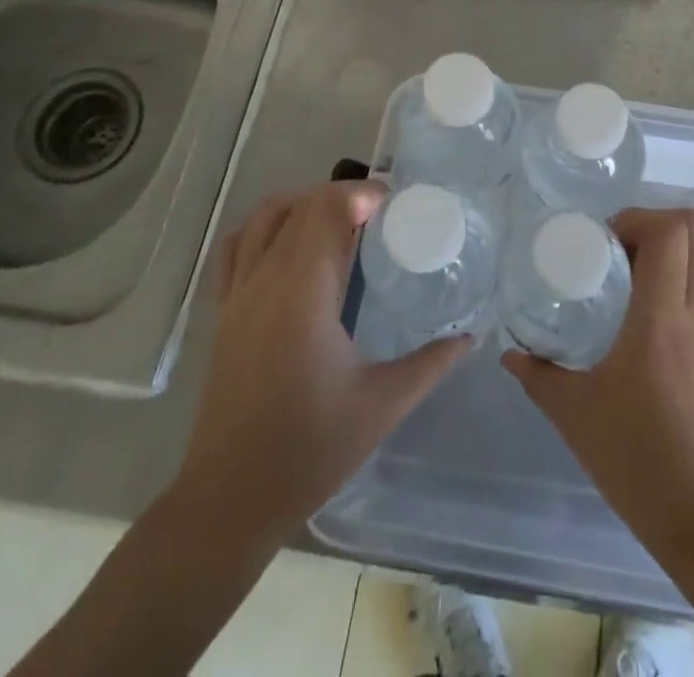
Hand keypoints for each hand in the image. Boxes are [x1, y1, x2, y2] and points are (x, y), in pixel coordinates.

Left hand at [167, 182, 468, 545]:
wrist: (230, 499)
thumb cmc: (309, 450)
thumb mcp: (382, 405)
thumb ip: (430, 363)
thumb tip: (471, 336)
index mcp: (304, 292)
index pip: (327, 208)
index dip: (361, 193)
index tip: (395, 205)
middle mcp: (265, 279)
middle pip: (301, 205)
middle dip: (341, 196)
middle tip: (379, 215)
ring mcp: (237, 293)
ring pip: (264, 217)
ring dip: (304, 204)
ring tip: (339, 222)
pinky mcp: (222, 312)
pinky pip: (236, 246)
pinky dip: (265, 227)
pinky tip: (288, 244)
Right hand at [502, 208, 693, 546]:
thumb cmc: (642, 464)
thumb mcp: (577, 417)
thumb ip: (540, 376)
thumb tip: (510, 353)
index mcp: (661, 319)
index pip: (671, 232)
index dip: (637, 217)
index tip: (602, 238)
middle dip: (653, 221)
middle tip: (613, 247)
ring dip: (666, 250)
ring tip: (623, 276)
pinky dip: (675, 280)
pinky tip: (640, 315)